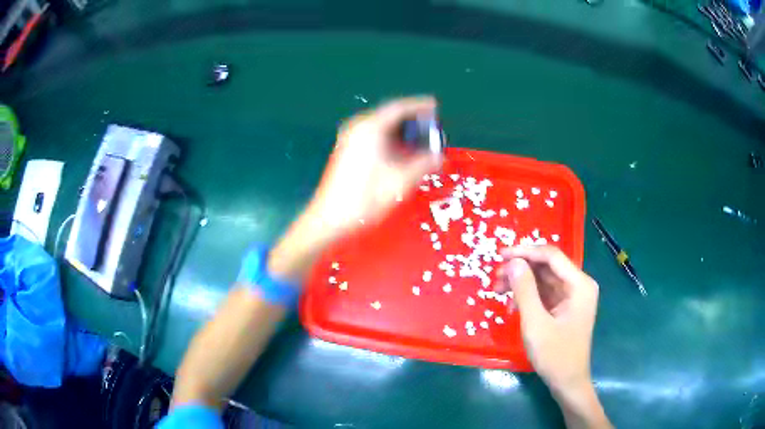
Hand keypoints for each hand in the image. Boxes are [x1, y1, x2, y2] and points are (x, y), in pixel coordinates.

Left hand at [268, 97, 441, 281]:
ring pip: (381, 128)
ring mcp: (350, 139)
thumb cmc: (366, 197)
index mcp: (371, 128)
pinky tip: (401, 153)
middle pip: (389, 116)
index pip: (399, 108)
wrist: (331, 219)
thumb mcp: (401, 180)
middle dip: (411, 121)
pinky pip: (373, 138)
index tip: (435, 106)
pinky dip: (390, 141)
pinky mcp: (346, 151)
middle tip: (431, 127)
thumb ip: (423, 164)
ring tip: (420, 141)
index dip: (419, 106)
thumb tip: (439, 157)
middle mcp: (358, 127)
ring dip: (401, 133)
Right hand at [497, 246, 610, 428]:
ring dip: (522, 282)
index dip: (525, 252)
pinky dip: (528, 295)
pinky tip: (512, 305)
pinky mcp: (565, 307)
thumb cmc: (555, 355)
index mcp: (580, 285)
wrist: (567, 382)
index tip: (500, 255)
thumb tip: (513, 262)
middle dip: (521, 269)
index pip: (551, 256)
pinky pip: (545, 293)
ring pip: (544, 279)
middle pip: (547, 266)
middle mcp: (579, 285)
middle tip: (496, 278)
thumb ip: (524, 290)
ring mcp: (573, 296)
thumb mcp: (536, 323)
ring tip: (498, 290)